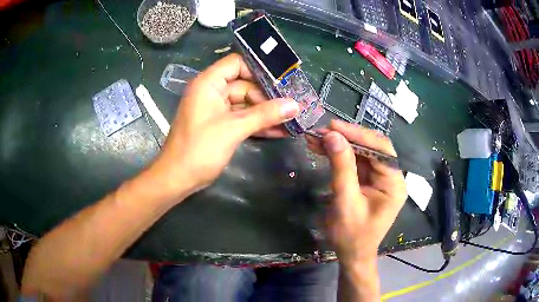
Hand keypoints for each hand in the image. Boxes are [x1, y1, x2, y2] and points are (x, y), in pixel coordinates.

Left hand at [150, 54, 298, 199]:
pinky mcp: (220, 124)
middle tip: (293, 105)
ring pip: (246, 103)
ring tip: (292, 119)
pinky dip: (258, 124)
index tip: (283, 81)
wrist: (178, 178)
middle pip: (245, 85)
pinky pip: (243, 118)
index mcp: (209, 83)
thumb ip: (264, 115)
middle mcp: (213, 91)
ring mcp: (216, 109)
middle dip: (268, 97)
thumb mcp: (233, 129)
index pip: (237, 63)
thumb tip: (295, 105)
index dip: (259, 70)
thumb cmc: (199, 149)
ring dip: (266, 113)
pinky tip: (280, 131)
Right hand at [306, 120, 406, 263]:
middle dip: (346, 138)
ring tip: (315, 138)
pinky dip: (338, 154)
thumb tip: (332, 136)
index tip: (333, 126)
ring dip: (339, 144)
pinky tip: (321, 148)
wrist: (351, 255)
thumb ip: (342, 168)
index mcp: (394, 184)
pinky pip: (354, 162)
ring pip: (360, 152)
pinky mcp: (367, 181)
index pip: (381, 149)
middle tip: (321, 131)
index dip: (358, 135)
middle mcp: (390, 177)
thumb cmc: (352, 235)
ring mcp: (378, 178)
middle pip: (371, 148)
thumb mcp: (346, 202)